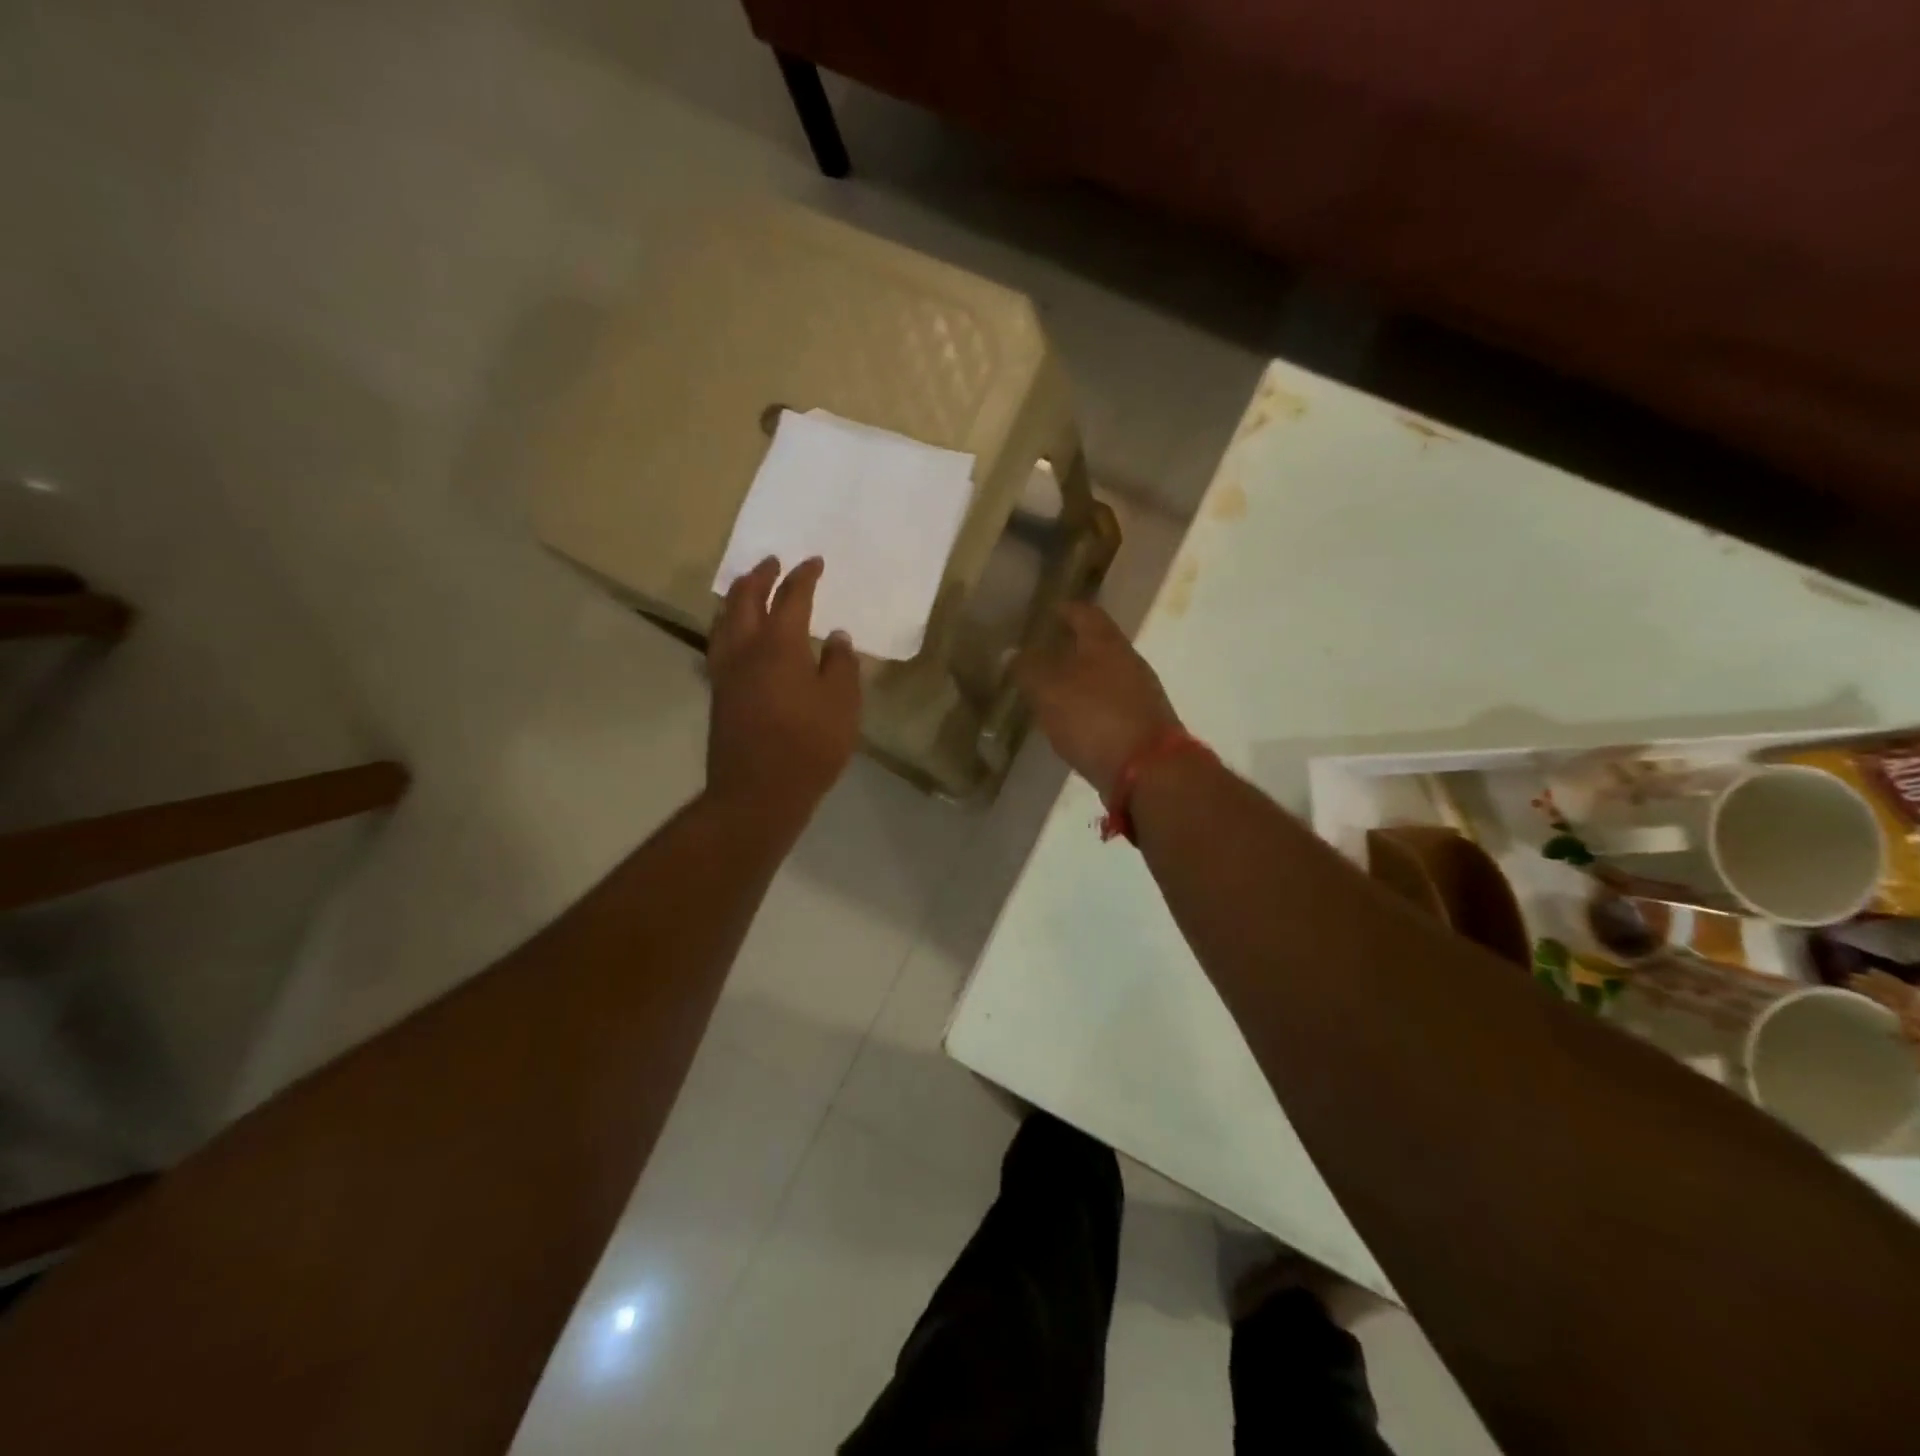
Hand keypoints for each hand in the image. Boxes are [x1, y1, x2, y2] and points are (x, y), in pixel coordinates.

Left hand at [707, 556, 861, 821]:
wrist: (758, 792)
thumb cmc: (809, 745)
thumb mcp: (842, 704)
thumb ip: (841, 665)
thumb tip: (836, 637)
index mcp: (779, 645)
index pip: (791, 598)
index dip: (804, 577)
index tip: (814, 562)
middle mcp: (746, 650)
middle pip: (747, 600)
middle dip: (761, 576)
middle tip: (772, 562)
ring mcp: (726, 672)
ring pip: (725, 621)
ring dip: (738, 598)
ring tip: (748, 590)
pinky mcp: (718, 694)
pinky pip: (719, 645)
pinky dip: (728, 627)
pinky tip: (735, 636)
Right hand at [1014, 601, 1182, 798]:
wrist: (1149, 771)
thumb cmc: (1095, 719)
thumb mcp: (1050, 691)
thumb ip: (1029, 669)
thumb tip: (1012, 651)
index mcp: (1107, 643)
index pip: (1085, 613)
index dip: (1065, 610)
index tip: (1047, 612)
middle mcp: (1129, 662)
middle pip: (1098, 644)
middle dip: (1072, 645)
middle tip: (1043, 652)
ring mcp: (1141, 694)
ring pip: (1105, 675)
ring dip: (1081, 678)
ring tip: (1053, 688)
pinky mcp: (1143, 724)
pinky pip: (1111, 704)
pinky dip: (1091, 706)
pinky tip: (1074, 720)